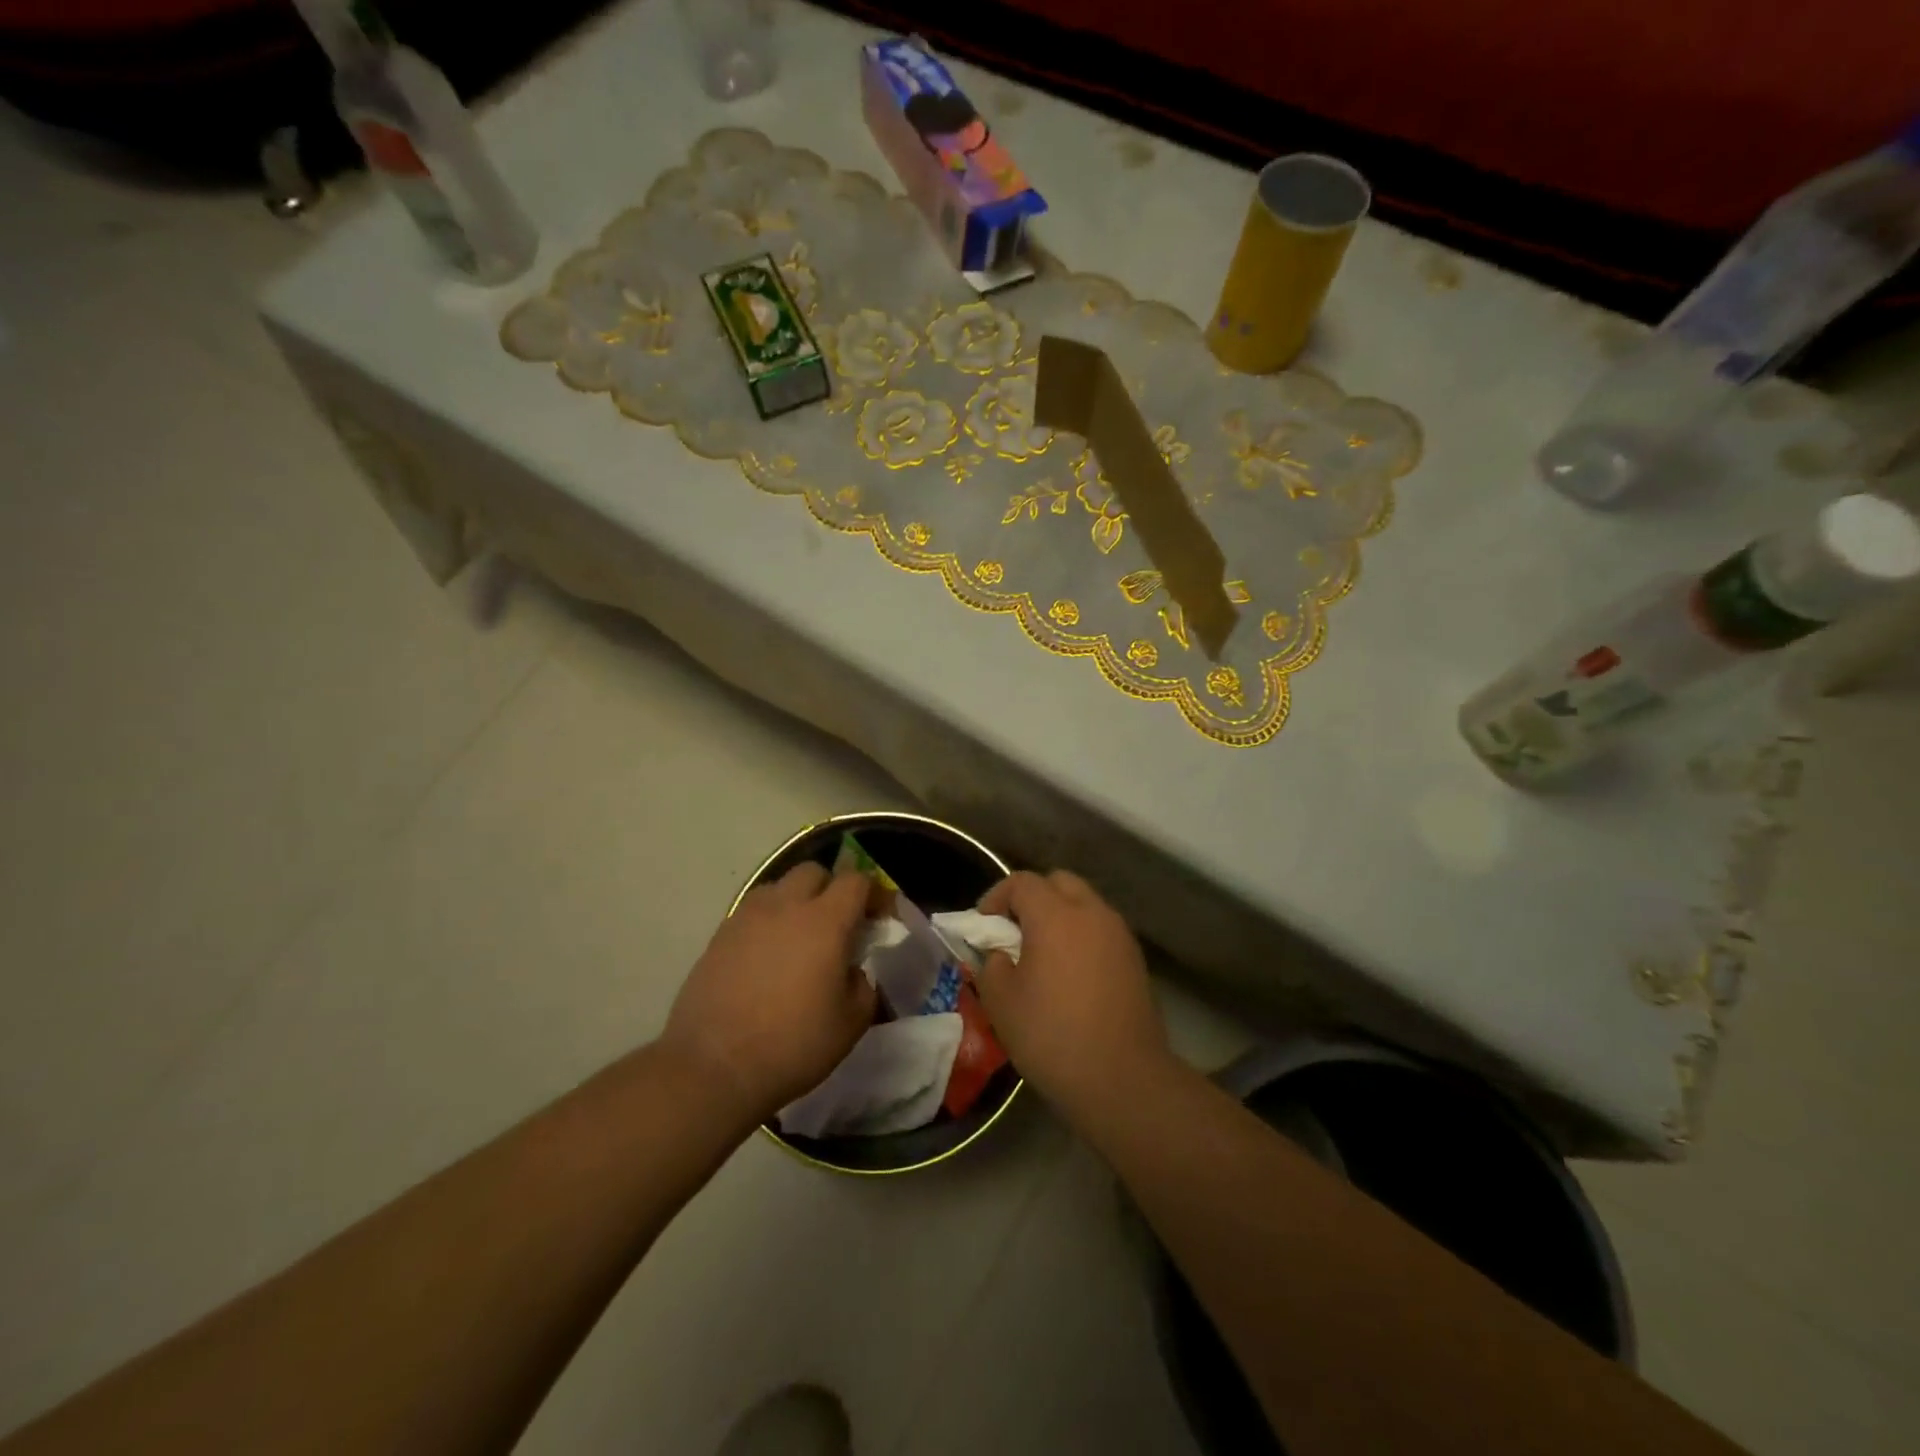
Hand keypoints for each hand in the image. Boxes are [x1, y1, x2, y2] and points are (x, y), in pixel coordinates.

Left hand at [661, 864, 876, 1126]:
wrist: (714, 1067)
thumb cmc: (793, 1044)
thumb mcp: (851, 1023)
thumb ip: (863, 985)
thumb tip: (852, 971)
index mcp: (825, 921)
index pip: (856, 880)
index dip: (873, 894)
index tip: (878, 918)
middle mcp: (786, 906)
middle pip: (814, 872)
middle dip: (831, 889)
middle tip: (838, 924)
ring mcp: (747, 917)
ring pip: (779, 887)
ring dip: (796, 901)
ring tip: (799, 937)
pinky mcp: (719, 935)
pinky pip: (752, 912)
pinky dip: (767, 922)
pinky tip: (767, 957)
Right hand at [974, 870, 1170, 1122]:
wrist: (1122, 1079)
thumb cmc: (1053, 1036)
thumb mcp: (1001, 1003)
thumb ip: (992, 965)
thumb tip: (1001, 954)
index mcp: (1055, 916)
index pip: (1022, 882)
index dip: (997, 896)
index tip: (984, 924)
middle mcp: (1091, 913)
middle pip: (1059, 882)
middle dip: (1032, 897)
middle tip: (1014, 931)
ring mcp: (1119, 934)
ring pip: (1084, 903)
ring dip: (1060, 915)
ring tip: (1043, 953)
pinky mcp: (1135, 958)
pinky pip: (1101, 929)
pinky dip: (1082, 936)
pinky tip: (1071, 973)